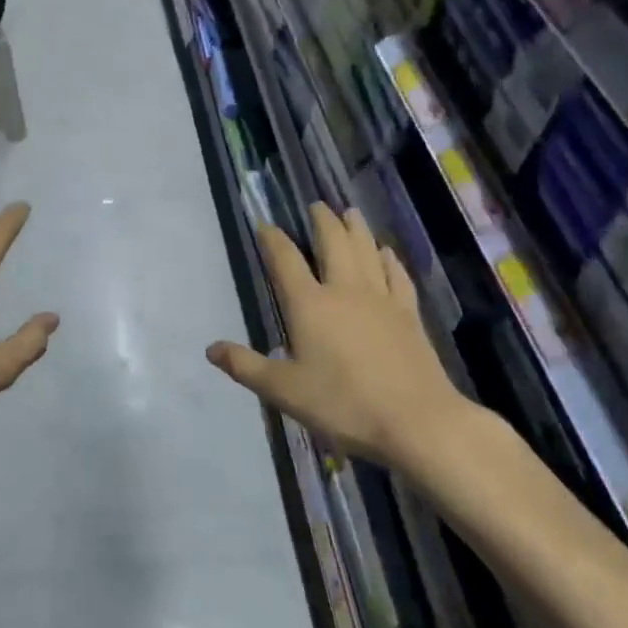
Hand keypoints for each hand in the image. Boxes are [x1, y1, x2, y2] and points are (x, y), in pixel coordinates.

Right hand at [208, 205, 477, 472]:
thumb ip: (246, 367)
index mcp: (309, 304)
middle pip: (332, 242)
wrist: (417, 421)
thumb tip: (211, 349)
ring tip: (349, 212)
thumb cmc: (343, 404)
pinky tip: (386, 252)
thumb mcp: (284, 391)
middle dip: (321, 220)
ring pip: (366, 249)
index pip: (285, 260)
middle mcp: (344, 290)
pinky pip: (397, 274)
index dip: (272, 239)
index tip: (264, 225)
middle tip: (316, 206)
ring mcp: (381, 298)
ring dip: (355, 227)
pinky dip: (389, 258)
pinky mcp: (408, 313)